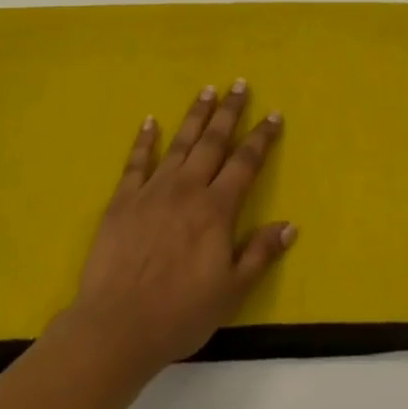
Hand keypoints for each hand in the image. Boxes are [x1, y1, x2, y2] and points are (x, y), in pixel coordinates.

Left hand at [65, 80, 294, 380]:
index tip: (274, 115)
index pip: (245, 163)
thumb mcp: (231, 292)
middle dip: (229, 112)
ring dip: (195, 115)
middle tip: (240, 84)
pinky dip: (145, 139)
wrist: (117, 324)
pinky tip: (151, 121)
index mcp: (216, 209)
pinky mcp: (123, 199)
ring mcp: (152, 190)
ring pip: (180, 143)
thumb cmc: (180, 313)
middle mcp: (187, 189)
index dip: (261, 138)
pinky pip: (137, 161)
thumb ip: (259, 254)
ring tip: (207, 90)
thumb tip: (290, 224)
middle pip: (213, 141)